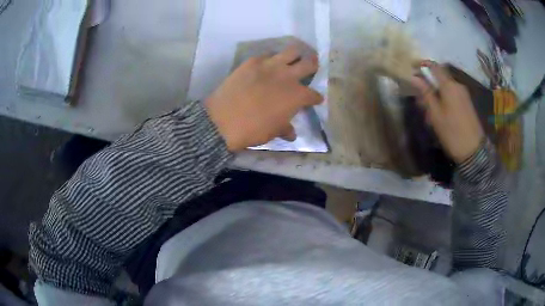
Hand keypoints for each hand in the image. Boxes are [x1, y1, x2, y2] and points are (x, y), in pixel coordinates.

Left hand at [205, 44, 322, 151]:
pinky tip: (267, 64)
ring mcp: (271, 65)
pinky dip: (271, 58)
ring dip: (295, 55)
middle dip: (313, 65)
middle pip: (309, 63)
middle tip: (311, 66)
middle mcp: (288, 76)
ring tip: (292, 59)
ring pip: (291, 51)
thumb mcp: (273, 132)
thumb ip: (285, 129)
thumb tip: (291, 133)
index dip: (316, 98)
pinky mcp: (253, 61)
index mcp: (297, 96)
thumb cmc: (253, 130)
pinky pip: (267, 54)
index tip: (315, 100)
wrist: (224, 120)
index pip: (313, 95)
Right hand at [410, 61, 484, 163]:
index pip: (434, 66)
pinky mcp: (467, 103)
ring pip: (446, 87)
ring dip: (436, 93)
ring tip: (430, 110)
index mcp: (449, 86)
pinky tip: (441, 113)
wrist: (474, 151)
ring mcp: (464, 94)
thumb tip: (414, 77)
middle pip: (440, 77)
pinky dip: (444, 98)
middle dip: (429, 84)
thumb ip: (426, 94)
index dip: (423, 64)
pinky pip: (453, 94)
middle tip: (420, 98)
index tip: (413, 68)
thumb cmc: (452, 133)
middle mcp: (458, 85)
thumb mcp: (436, 115)